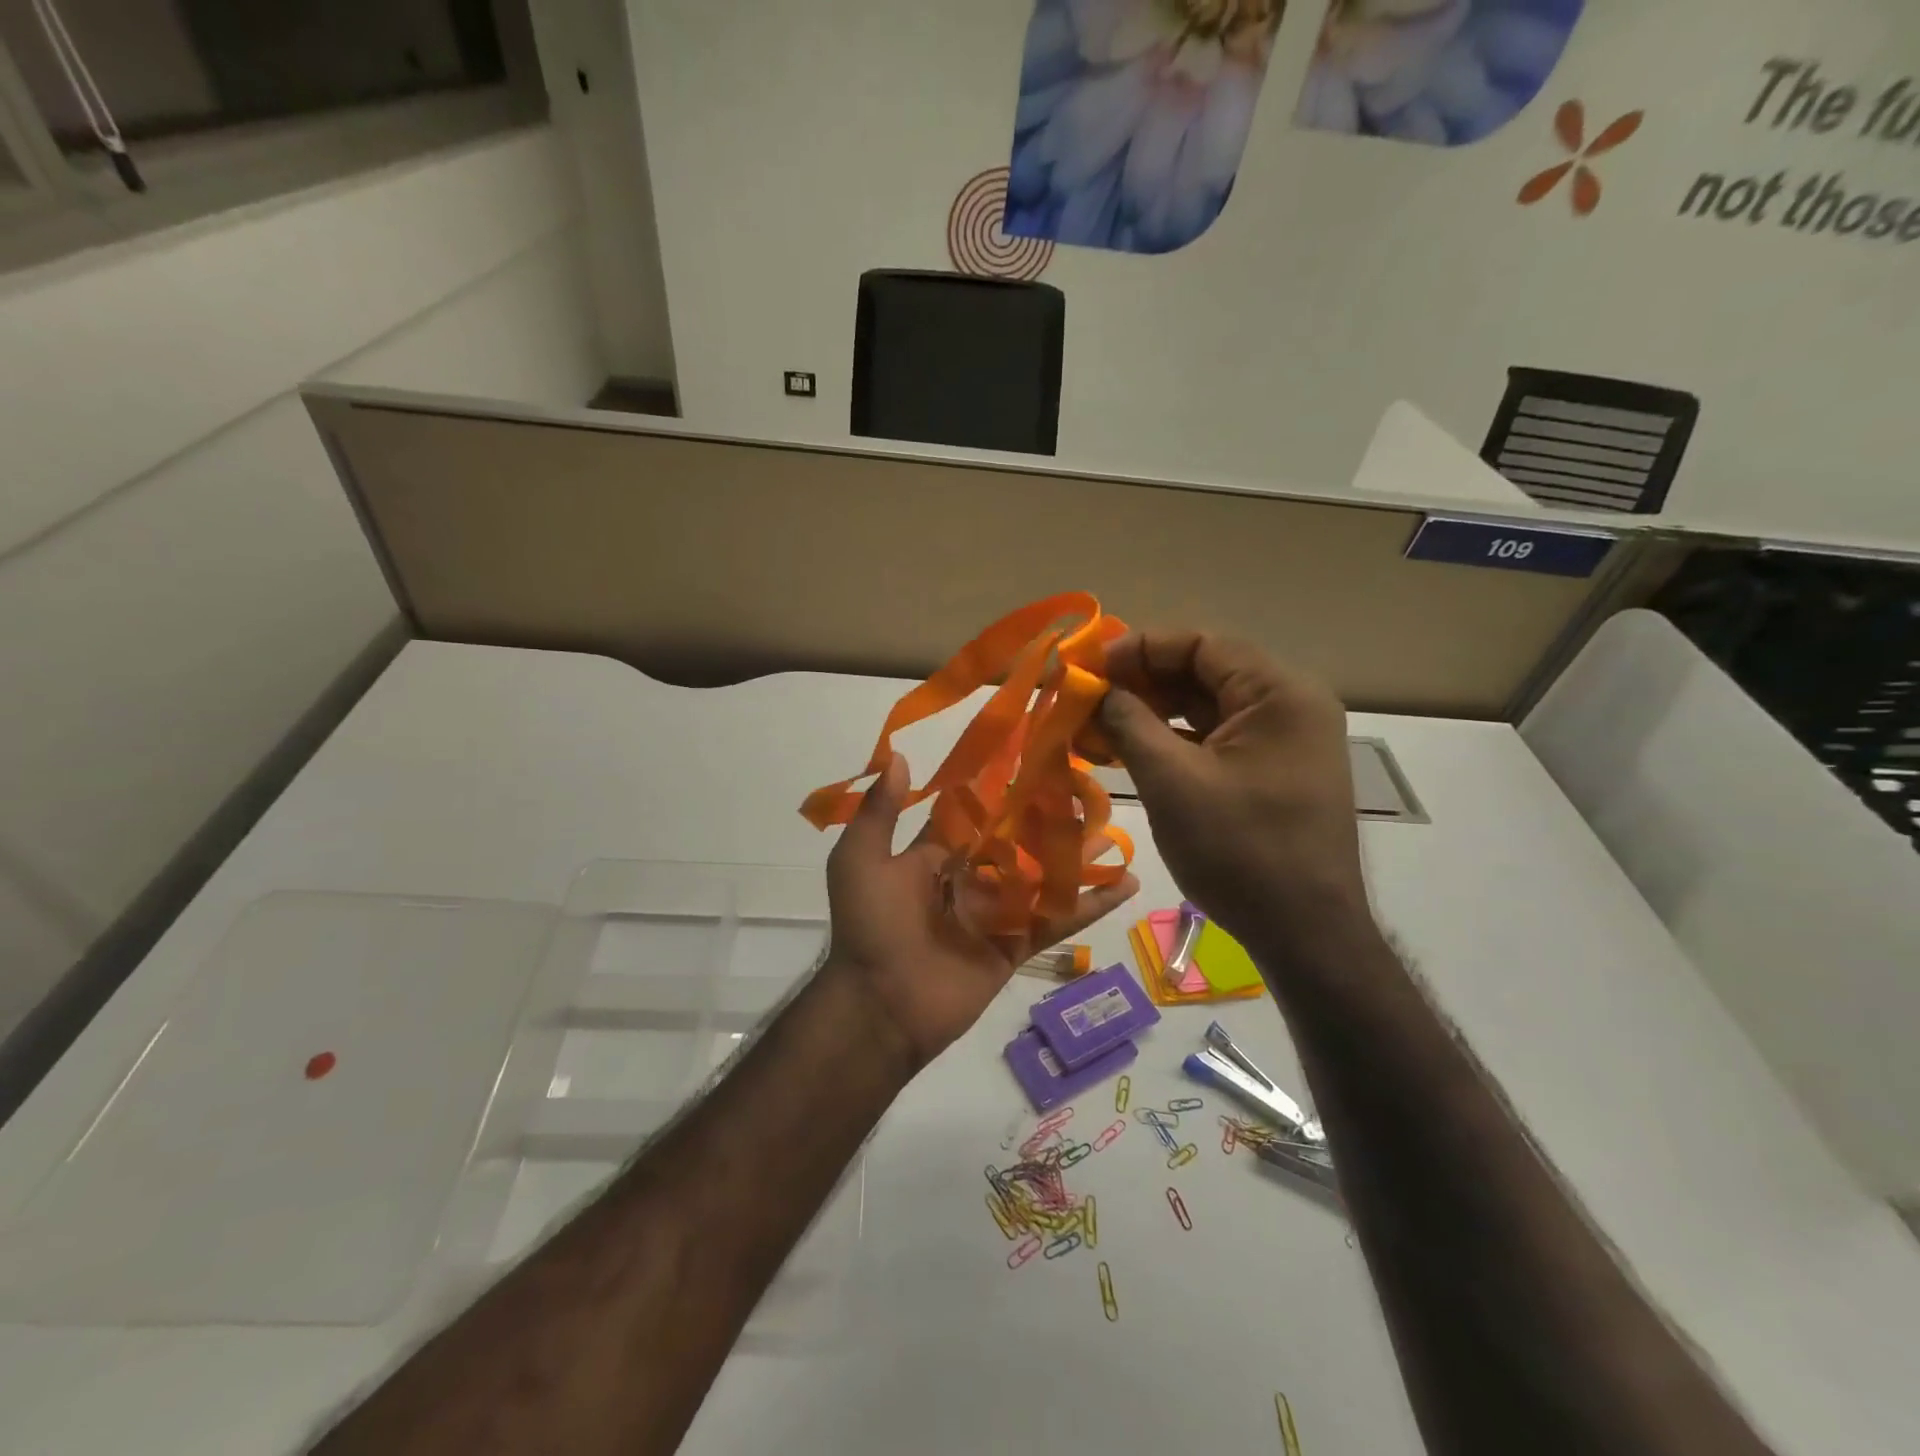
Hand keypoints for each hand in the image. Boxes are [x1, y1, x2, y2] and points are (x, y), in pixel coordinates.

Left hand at [821, 754, 1138, 1072]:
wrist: (881, 1006)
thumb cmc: (870, 925)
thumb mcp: (860, 860)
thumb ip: (880, 812)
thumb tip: (901, 757)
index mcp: (933, 857)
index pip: (970, 815)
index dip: (996, 789)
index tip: (1029, 756)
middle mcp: (968, 879)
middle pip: (1015, 842)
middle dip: (1044, 819)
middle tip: (1085, 787)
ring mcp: (996, 913)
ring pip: (1043, 877)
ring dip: (1077, 855)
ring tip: (1115, 827)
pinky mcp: (1017, 945)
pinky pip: (1057, 920)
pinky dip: (1091, 904)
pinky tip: (1128, 883)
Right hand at [1098, 631, 1369, 953]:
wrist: (1305, 935)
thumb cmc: (1240, 852)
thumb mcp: (1172, 782)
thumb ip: (1129, 723)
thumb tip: (1094, 689)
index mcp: (1279, 693)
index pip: (1201, 644)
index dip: (1139, 648)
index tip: (1089, 668)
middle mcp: (1290, 705)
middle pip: (1204, 671)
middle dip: (1141, 682)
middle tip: (1087, 699)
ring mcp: (1284, 740)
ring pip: (1207, 706)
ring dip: (1152, 712)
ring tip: (1097, 726)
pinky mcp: (1273, 770)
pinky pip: (1216, 738)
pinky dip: (1173, 739)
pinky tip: (1130, 751)